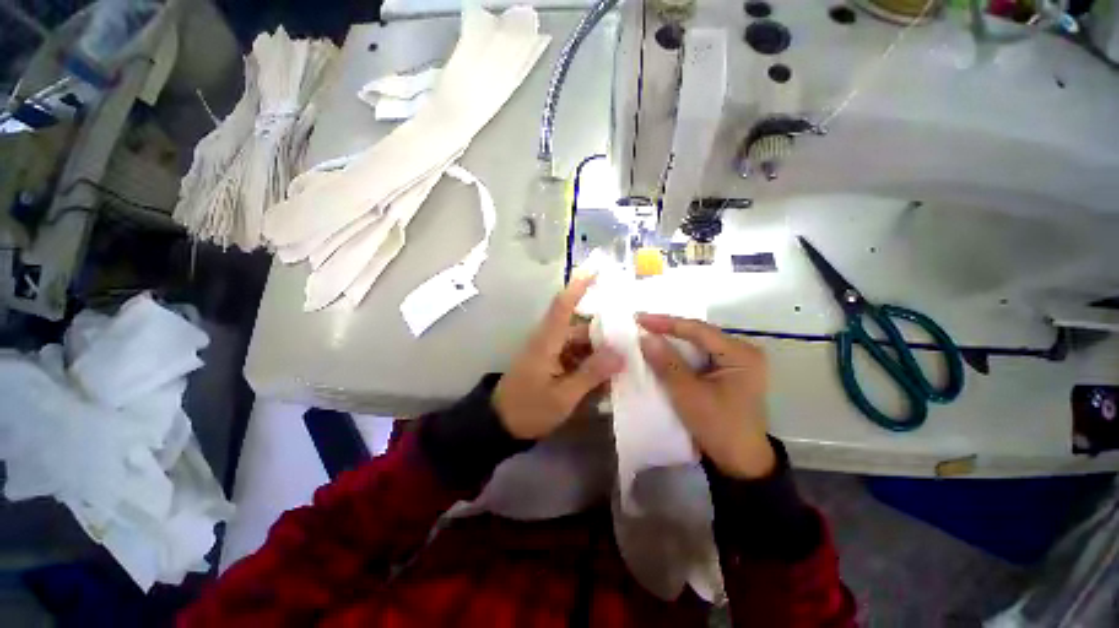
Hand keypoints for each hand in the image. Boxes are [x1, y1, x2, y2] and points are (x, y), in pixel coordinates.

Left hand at [494, 276, 623, 439]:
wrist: (500, 425)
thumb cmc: (528, 408)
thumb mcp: (562, 396)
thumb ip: (591, 373)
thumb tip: (621, 353)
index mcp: (547, 341)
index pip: (563, 305)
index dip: (578, 285)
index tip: (597, 269)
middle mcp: (549, 339)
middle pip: (581, 327)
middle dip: (606, 332)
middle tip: (634, 339)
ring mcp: (550, 351)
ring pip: (581, 343)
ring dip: (600, 351)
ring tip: (626, 361)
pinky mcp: (551, 362)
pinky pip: (576, 355)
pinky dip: (591, 363)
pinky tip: (607, 376)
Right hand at [637, 313, 774, 478]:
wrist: (741, 463)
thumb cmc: (718, 427)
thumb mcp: (688, 395)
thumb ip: (667, 363)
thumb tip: (645, 337)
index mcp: (741, 354)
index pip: (699, 330)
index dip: (667, 323)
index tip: (639, 318)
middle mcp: (742, 352)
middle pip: (700, 334)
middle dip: (669, 329)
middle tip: (641, 323)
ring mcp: (736, 362)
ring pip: (698, 344)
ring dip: (673, 340)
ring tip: (647, 332)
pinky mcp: (728, 372)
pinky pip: (700, 355)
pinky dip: (680, 353)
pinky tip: (663, 350)